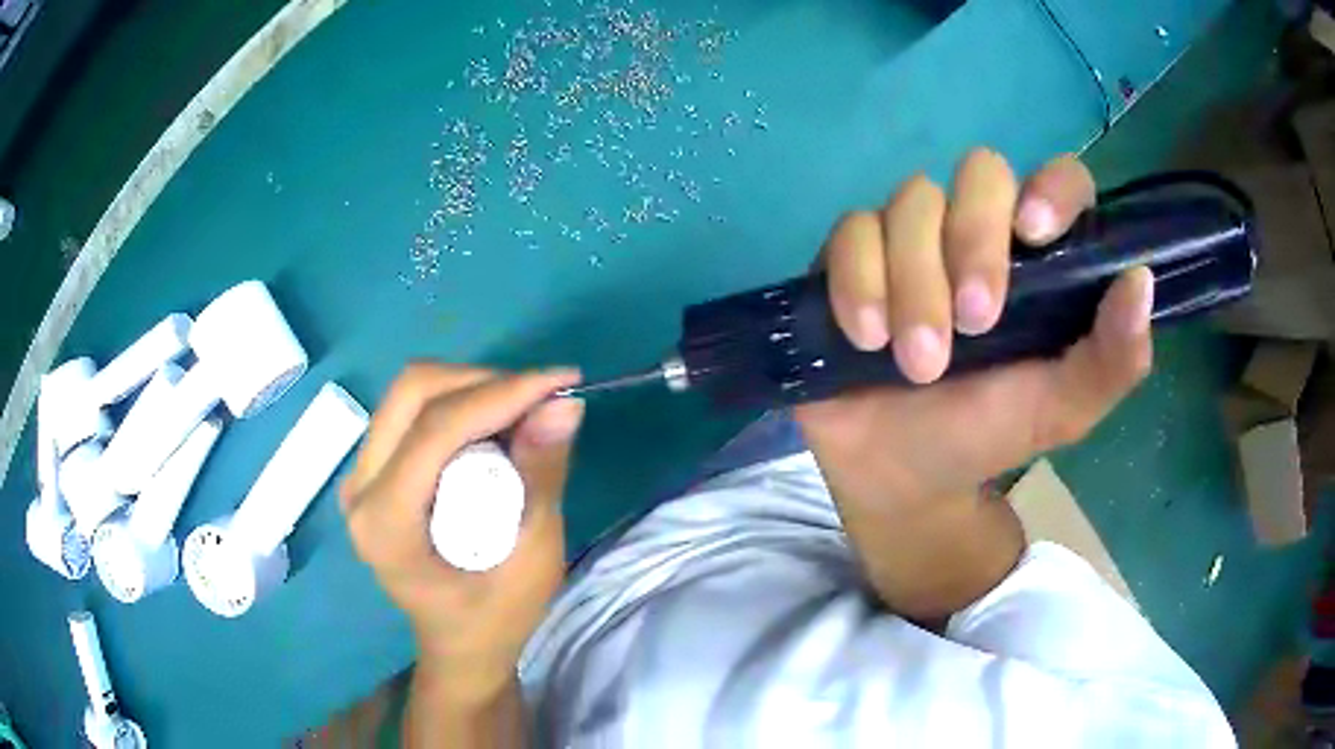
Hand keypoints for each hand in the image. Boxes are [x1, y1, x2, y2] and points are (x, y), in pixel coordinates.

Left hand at [341, 364, 583, 697]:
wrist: (460, 644)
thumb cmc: (496, 617)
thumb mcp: (532, 557)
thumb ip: (542, 478)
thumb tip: (564, 407)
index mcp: (385, 523)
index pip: (435, 430)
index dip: (500, 394)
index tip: (561, 382)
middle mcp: (359, 489)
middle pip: (412, 393)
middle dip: (483, 382)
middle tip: (541, 399)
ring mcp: (359, 475)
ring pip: (410, 393)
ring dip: (472, 388)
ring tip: (524, 412)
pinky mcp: (373, 469)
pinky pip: (412, 410)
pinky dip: (460, 403)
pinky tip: (495, 426)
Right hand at [795, 151, 1151, 617]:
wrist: (897, 473)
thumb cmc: (986, 435)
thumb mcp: (1061, 410)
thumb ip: (1112, 359)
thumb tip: (1142, 279)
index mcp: (1039, 259)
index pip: (1059, 181)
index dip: (1051, 189)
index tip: (1035, 234)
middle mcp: (978, 230)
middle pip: (980, 172)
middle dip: (974, 242)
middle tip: (974, 324)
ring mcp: (913, 236)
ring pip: (912, 202)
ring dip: (915, 281)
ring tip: (916, 364)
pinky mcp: (853, 253)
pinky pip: (852, 231)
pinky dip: (859, 282)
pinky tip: (865, 337)